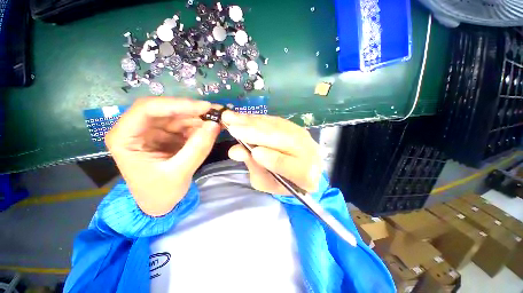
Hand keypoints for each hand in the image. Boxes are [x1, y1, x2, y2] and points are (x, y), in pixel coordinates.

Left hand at [105, 97, 220, 215]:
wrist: (160, 203)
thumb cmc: (160, 192)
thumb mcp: (179, 173)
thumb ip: (198, 149)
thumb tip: (215, 125)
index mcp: (125, 137)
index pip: (147, 109)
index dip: (177, 104)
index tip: (204, 107)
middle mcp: (137, 129)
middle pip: (165, 109)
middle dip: (192, 110)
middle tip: (217, 112)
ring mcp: (153, 131)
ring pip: (178, 116)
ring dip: (199, 118)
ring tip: (219, 120)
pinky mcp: (167, 135)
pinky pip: (185, 125)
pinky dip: (200, 126)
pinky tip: (211, 129)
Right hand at [221, 111, 321, 194]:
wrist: (301, 170)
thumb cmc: (281, 181)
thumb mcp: (266, 182)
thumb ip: (255, 168)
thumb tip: (237, 150)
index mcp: (303, 174)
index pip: (287, 165)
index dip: (270, 158)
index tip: (252, 152)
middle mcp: (308, 151)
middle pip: (281, 139)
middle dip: (254, 133)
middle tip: (231, 126)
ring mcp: (303, 136)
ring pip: (276, 127)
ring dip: (252, 121)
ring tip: (232, 117)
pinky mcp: (296, 126)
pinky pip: (275, 121)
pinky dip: (258, 119)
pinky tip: (245, 117)